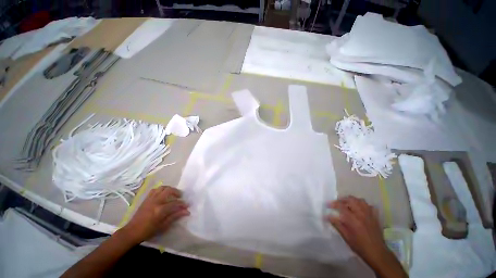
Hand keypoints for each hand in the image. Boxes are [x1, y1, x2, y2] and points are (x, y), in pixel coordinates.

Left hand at [121, 186, 189, 244]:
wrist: (132, 231)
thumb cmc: (148, 231)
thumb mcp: (163, 226)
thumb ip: (175, 216)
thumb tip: (187, 211)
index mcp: (160, 209)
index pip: (175, 203)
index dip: (182, 204)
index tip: (187, 205)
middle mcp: (156, 201)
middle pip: (169, 190)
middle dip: (177, 192)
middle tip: (180, 196)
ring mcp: (150, 199)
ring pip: (162, 188)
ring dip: (169, 189)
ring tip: (173, 193)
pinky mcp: (146, 198)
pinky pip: (155, 190)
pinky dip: (161, 190)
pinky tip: (163, 194)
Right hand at [326, 196, 406, 277]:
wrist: (377, 253)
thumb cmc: (360, 246)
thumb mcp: (346, 237)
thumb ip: (337, 224)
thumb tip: (326, 216)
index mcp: (353, 219)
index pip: (341, 206)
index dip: (333, 204)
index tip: (328, 205)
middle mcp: (361, 214)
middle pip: (351, 199)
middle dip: (342, 199)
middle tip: (337, 203)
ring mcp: (369, 214)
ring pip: (360, 200)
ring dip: (352, 200)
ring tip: (347, 204)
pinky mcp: (375, 217)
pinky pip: (369, 206)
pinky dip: (363, 205)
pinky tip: (360, 209)